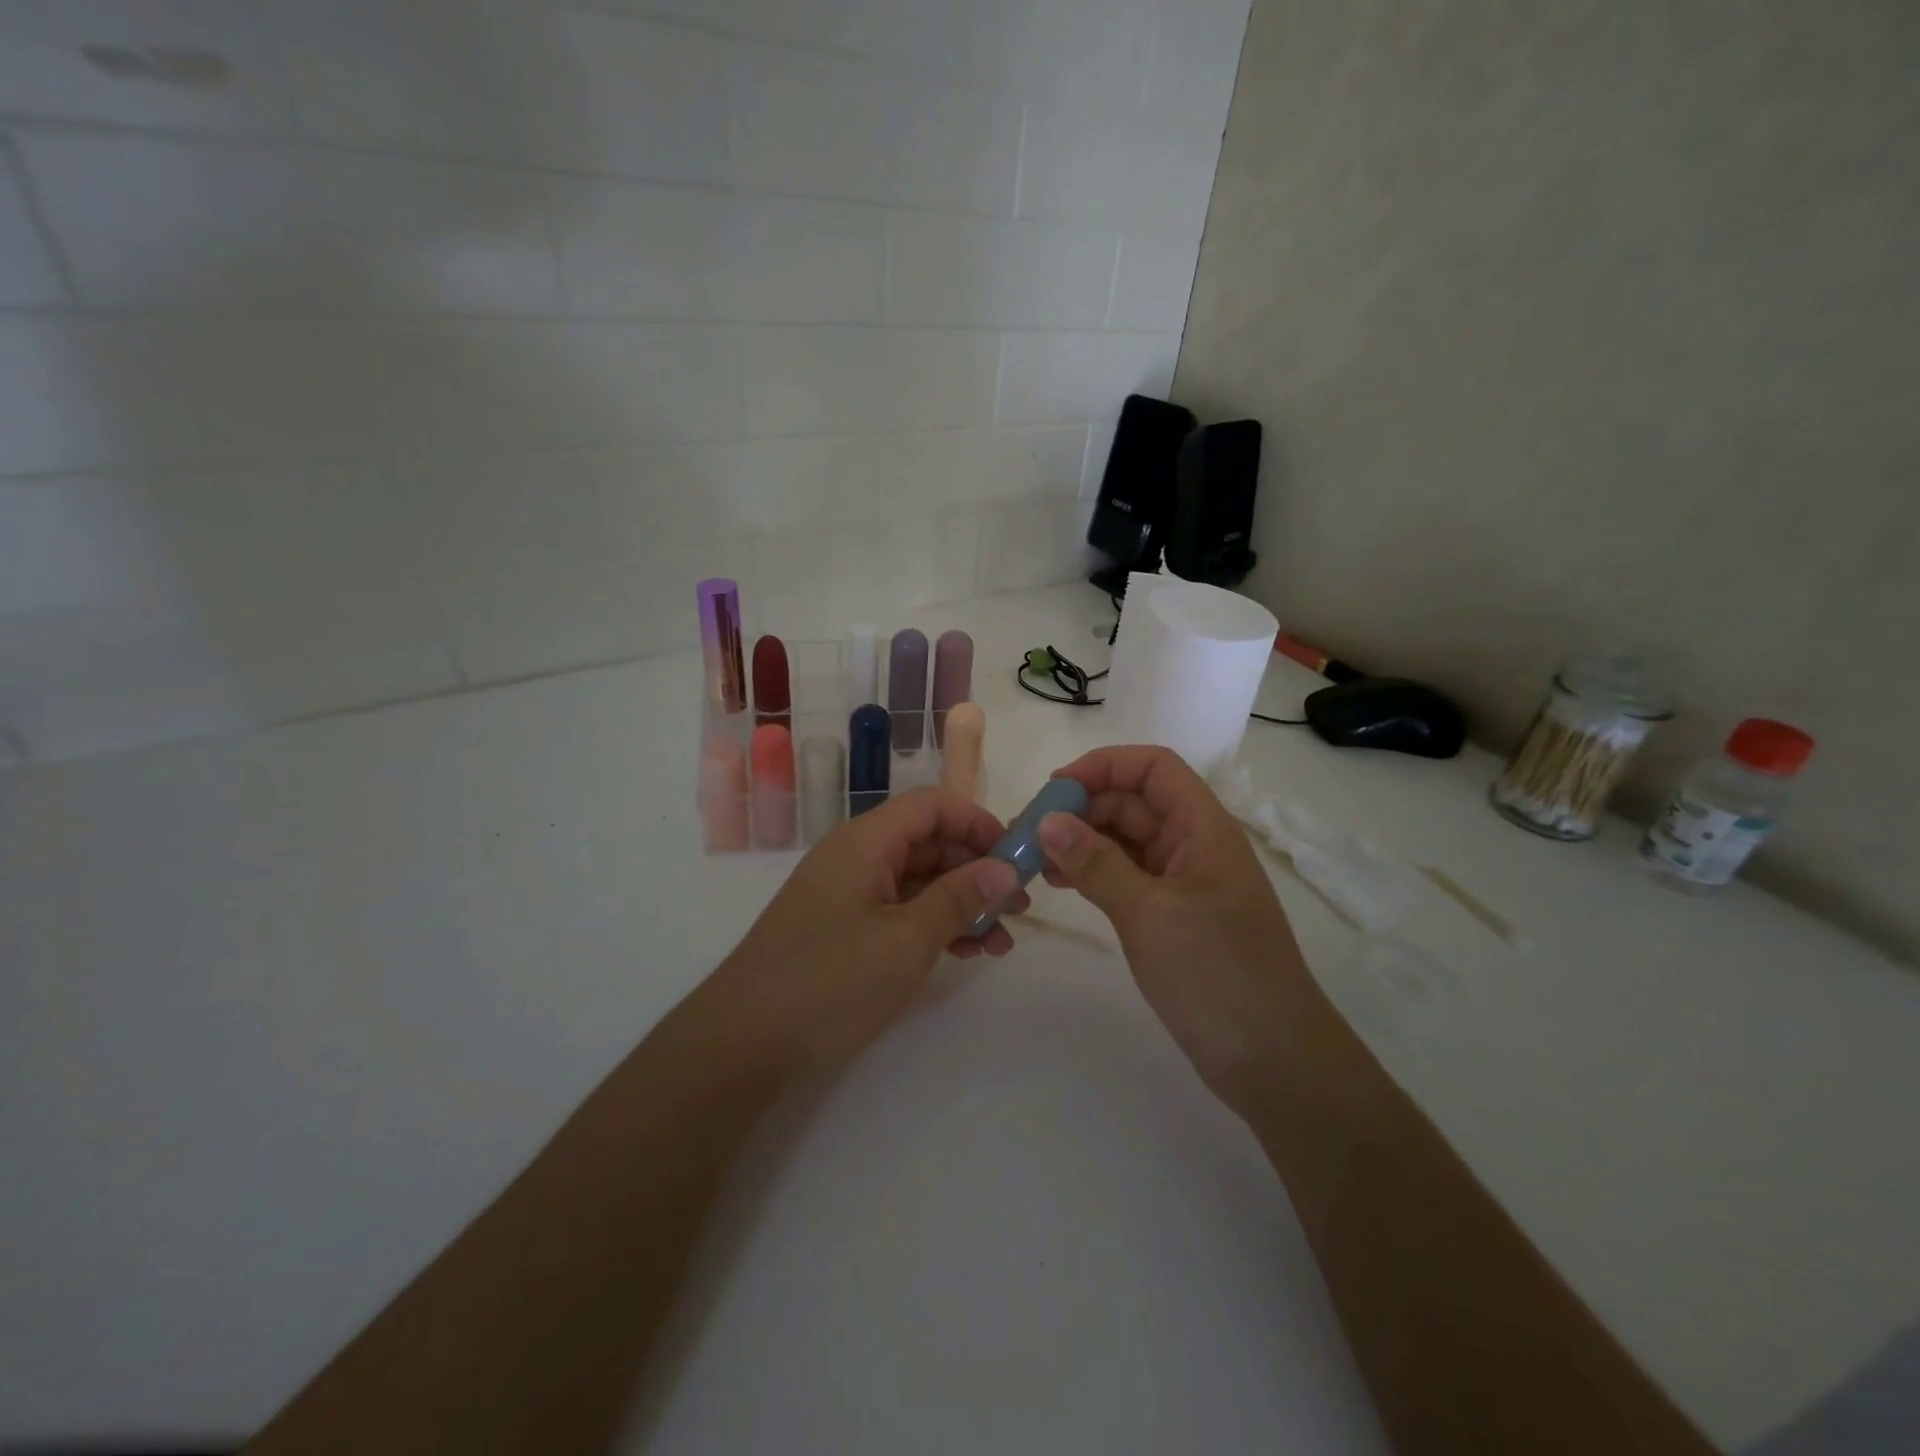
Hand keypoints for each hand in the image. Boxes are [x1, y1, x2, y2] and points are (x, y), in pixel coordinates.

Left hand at [706, 788, 1027, 1073]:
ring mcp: (850, 895)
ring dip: (962, 903)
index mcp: (866, 841)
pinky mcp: (846, 930)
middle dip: (977, 869)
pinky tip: (965, 953)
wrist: (744, 1043)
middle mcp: (858, 857)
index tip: (1016, 858)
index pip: (932, 805)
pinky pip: (901, 911)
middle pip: (929, 842)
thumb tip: (1007, 869)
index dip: (978, 822)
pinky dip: (935, 925)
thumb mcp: (906, 939)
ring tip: (1000, 941)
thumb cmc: (829, 980)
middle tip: (1018, 907)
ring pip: (919, 880)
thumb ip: (959, 898)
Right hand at [1040, 746, 1310, 1117]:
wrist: (1274, 1063)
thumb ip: (1096, 863)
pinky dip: (1094, 873)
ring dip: (1082, 841)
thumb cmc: (1217, 975)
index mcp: (1203, 828)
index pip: (1153, 768)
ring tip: (1034, 859)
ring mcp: (1185, 884)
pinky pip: (1128, 877)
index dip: (1104, 766)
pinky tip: (1062, 884)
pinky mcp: (1174, 918)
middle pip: (1135, 802)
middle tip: (1029, 832)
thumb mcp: (1150, 913)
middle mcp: (1195, 846)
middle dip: (1082, 807)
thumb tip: (1048, 821)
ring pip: (1127, 841)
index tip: (1053, 790)